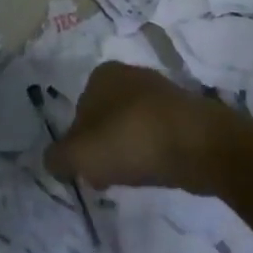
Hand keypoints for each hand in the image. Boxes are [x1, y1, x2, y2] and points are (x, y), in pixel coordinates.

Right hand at [44, 63, 235, 194]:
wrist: (199, 144)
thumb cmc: (131, 140)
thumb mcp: (79, 154)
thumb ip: (57, 157)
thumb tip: (53, 160)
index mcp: (102, 74)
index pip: (78, 112)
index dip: (78, 144)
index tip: (86, 170)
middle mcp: (131, 74)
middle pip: (104, 120)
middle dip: (103, 149)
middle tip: (106, 177)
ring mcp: (161, 92)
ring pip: (131, 128)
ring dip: (128, 152)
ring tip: (134, 178)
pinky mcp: (185, 112)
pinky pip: (157, 135)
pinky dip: (153, 153)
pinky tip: (157, 171)